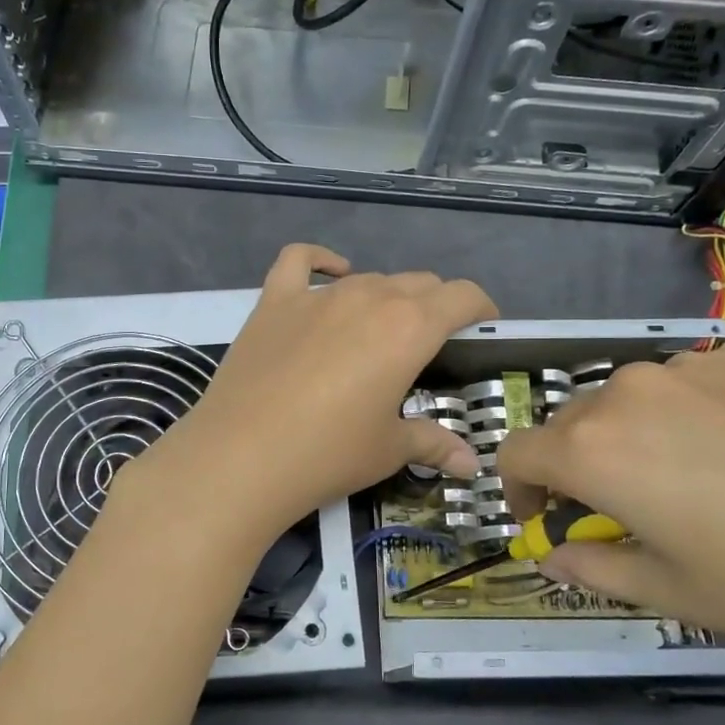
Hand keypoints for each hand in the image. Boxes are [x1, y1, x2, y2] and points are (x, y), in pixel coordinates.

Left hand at [127, 245, 498, 537]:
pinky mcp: (274, 301)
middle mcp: (368, 297)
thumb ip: (433, 443)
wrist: (242, 456)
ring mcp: (317, 295)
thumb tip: (471, 464)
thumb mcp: (388, 449)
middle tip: (430, 341)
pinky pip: (299, 261)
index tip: (482, 324)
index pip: (461, 296)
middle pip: (417, 283)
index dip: (479, 307)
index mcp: (409, 327)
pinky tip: (330, 274)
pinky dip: (320, 261)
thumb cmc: (328, 454)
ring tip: (381, 330)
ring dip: (386, 296)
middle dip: (435, 305)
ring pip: (368, 278)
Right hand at [496, 343, 724, 656]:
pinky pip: (689, 384)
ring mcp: (690, 364)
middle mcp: (626, 391)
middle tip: (628, 512)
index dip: (519, 492)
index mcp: (593, 450)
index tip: (551, 521)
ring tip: (697, 482)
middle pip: (570, 424)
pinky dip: (691, 416)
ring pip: (629, 401)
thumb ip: (592, 567)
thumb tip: (555, 552)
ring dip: (633, 438)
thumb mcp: (672, 594)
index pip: (515, 454)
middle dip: (578, 467)